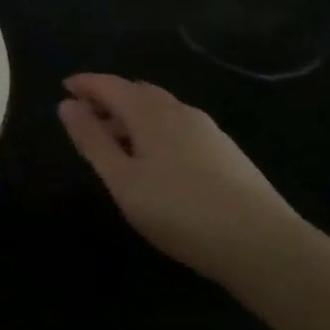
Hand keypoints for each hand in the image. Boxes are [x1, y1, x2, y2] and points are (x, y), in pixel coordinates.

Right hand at [58, 73, 305, 285]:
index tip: (65, 87)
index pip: (110, 85)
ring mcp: (208, 131)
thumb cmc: (180, 211)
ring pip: (161, 110)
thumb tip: (67, 105)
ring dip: (133, 115)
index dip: (85, 84)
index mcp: (151, 113)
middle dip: (109, 97)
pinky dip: (156, 130)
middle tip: (86, 114)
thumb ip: (92, 141)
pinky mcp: (227, 152)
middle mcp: (180, 111)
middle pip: (138, 92)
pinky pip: (179, 127)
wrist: (264, 246)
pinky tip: (156, 159)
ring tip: (116, 139)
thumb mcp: (122, 180)